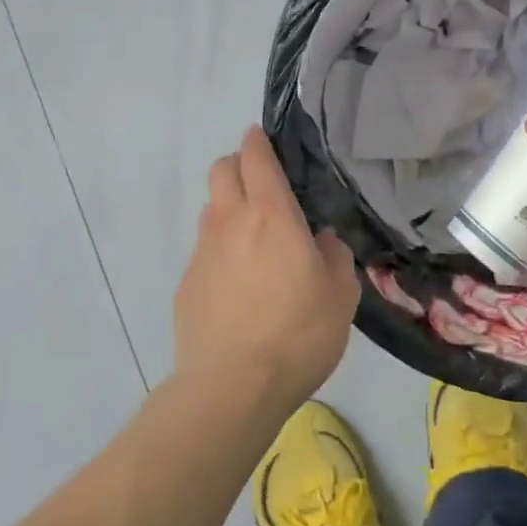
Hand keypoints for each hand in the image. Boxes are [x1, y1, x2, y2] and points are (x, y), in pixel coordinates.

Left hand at [174, 127, 358, 415]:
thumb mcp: (340, 295)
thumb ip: (334, 256)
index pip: (256, 157)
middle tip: (263, 187)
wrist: (232, 386)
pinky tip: (237, 285)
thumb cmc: (297, 334)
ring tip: (253, 240)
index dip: (258, 141)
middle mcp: (230, 222)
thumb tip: (320, 240)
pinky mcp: (186, 282)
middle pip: (221, 169)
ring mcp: (203, 251)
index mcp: (272, 216)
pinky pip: (204, 249)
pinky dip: (220, 250)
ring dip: (229, 208)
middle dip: (238, 165)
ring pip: (211, 208)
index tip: (264, 139)